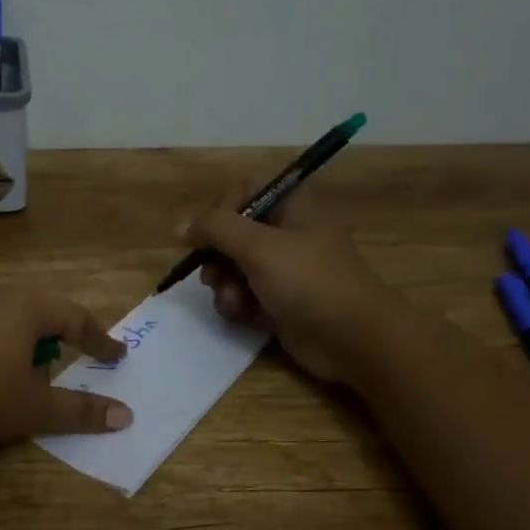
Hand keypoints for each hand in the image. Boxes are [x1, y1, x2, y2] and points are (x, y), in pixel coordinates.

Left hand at [0, 284, 132, 452]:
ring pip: (3, 317)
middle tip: (70, 358)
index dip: (99, 340)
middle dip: (58, 336)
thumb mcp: (34, 409)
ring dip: (21, 341)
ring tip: (23, 371)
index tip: (116, 357)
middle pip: (37, 311)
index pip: (75, 317)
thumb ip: (80, 410)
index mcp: (24, 307)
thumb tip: (125, 415)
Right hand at [187, 185, 388, 382]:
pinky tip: (243, 316)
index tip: (204, 235)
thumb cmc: (308, 281)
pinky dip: (238, 305)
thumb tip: (178, 226)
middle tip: (213, 275)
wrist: (351, 338)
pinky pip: (244, 296)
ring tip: (234, 302)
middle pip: (233, 234)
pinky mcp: (280, 302)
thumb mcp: (258, 246)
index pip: (243, 192)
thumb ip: (215, 228)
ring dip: (225, 286)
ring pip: (234, 268)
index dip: (219, 211)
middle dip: (217, 257)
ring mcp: (284, 270)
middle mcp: (287, 233)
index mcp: (292, 207)